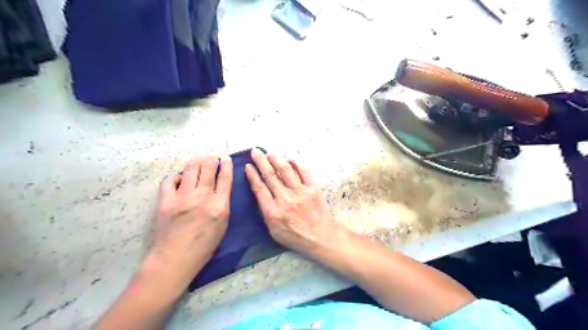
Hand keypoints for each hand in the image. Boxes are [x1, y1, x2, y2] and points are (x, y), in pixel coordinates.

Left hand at [143, 154, 232, 295]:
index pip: (225, 178)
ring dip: (196, 162)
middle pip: (208, 169)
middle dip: (211, 159)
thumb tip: (219, 190)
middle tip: (211, 158)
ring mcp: (183, 197)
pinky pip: (170, 180)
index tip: (226, 158)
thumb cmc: (204, 246)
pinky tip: (179, 177)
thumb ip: (222, 205)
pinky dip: (176, 176)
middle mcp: (202, 196)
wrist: (175, 258)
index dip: (227, 165)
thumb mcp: (222, 225)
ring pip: (190, 170)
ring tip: (198, 160)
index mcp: (219, 205)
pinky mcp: (166, 200)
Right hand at [244, 148, 334, 253]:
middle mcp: (285, 198)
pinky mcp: (313, 188)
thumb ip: (266, 213)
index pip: (259, 188)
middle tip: (255, 151)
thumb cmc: (295, 236)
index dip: (252, 175)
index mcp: (273, 211)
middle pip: (270, 176)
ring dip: (276, 159)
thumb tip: (261, 195)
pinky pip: (304, 172)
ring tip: (270, 153)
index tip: (247, 166)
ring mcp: (300, 192)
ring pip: (286, 170)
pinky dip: (296, 164)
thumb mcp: (274, 231)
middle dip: (261, 161)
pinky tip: (290, 159)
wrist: (320, 237)